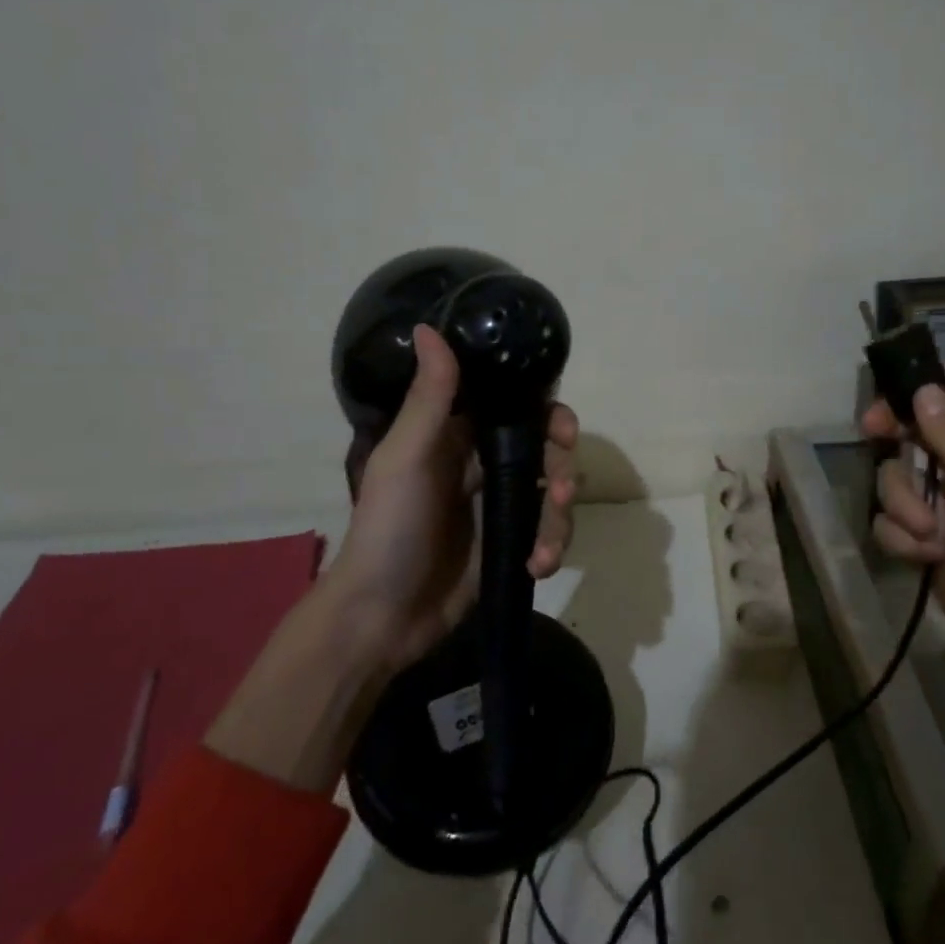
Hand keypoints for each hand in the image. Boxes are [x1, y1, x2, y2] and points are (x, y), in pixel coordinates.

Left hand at [207, 325, 580, 793]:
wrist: (380, 617)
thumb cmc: (388, 528)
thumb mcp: (406, 458)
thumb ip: (429, 397)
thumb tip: (430, 326)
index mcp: (458, 435)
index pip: (516, 405)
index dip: (547, 409)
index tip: (563, 426)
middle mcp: (483, 464)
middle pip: (546, 449)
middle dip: (562, 467)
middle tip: (561, 490)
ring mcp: (499, 506)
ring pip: (553, 493)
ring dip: (560, 516)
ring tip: (546, 547)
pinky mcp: (510, 544)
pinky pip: (548, 533)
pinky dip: (551, 547)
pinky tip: (538, 566)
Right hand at [864, 380, 944, 690]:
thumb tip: (923, 390)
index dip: (923, 390)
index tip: (888, 396)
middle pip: (916, 434)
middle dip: (895, 440)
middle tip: (871, 434)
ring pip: (896, 480)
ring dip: (903, 503)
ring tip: (931, 537)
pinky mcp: (928, 545)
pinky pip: (892, 524)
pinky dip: (901, 539)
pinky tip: (925, 559)